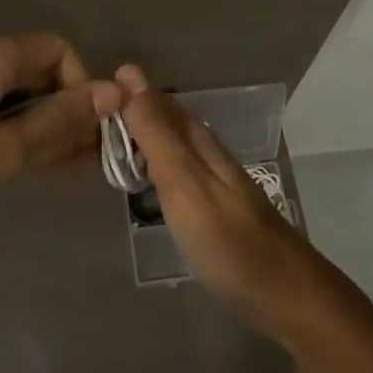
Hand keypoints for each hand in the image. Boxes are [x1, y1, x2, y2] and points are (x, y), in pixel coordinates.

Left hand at [0, 34, 119, 243]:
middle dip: (63, 108)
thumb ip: (59, 121)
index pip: (59, 50)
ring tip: (53, 167)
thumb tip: (115, 91)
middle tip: (77, 159)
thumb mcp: (2, 153)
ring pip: (12, 88)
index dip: (81, 87)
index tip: (84, 133)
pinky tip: (15, 160)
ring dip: (38, 120)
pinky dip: (10, 123)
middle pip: (36, 67)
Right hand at [116, 64, 319, 336]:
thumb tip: (129, 76)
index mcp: (200, 141)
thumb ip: (156, 135)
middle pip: (167, 122)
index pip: (158, 102)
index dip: (127, 95)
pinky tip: (144, 184)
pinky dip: (155, 169)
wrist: (286, 295)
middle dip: (132, 116)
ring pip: (172, 147)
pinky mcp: (217, 210)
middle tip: (89, 123)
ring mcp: (216, 182)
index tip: (87, 98)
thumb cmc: (228, 241)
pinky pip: (178, 173)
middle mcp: (209, 153)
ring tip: (107, 149)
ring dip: (142, 142)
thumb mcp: (184, 184)